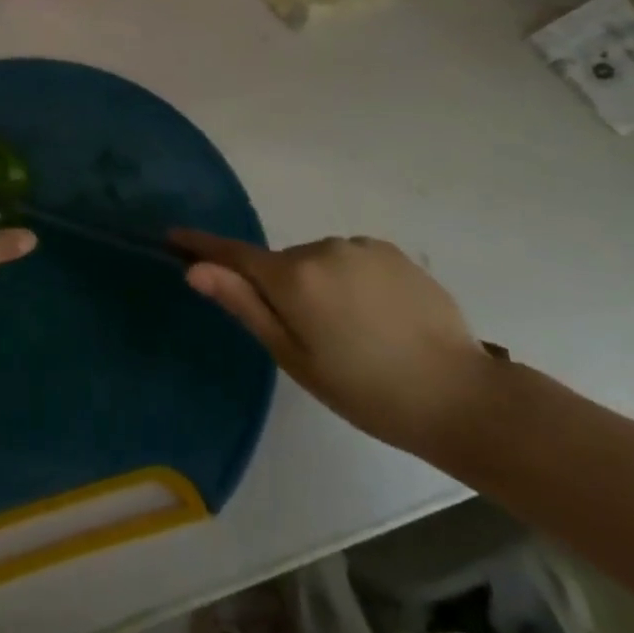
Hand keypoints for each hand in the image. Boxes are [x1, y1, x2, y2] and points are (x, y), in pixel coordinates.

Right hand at [174, 230, 494, 459]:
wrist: (460, 396)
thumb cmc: (367, 390)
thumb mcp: (295, 358)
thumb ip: (245, 306)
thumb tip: (195, 270)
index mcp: (293, 277)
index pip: (233, 254)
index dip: (201, 246)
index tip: (173, 236)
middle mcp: (322, 248)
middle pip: (282, 264)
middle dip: (282, 289)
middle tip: (310, 339)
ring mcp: (360, 246)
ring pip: (318, 262)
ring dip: (320, 285)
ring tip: (353, 333)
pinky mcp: (392, 251)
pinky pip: (352, 259)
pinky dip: (351, 281)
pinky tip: (379, 317)